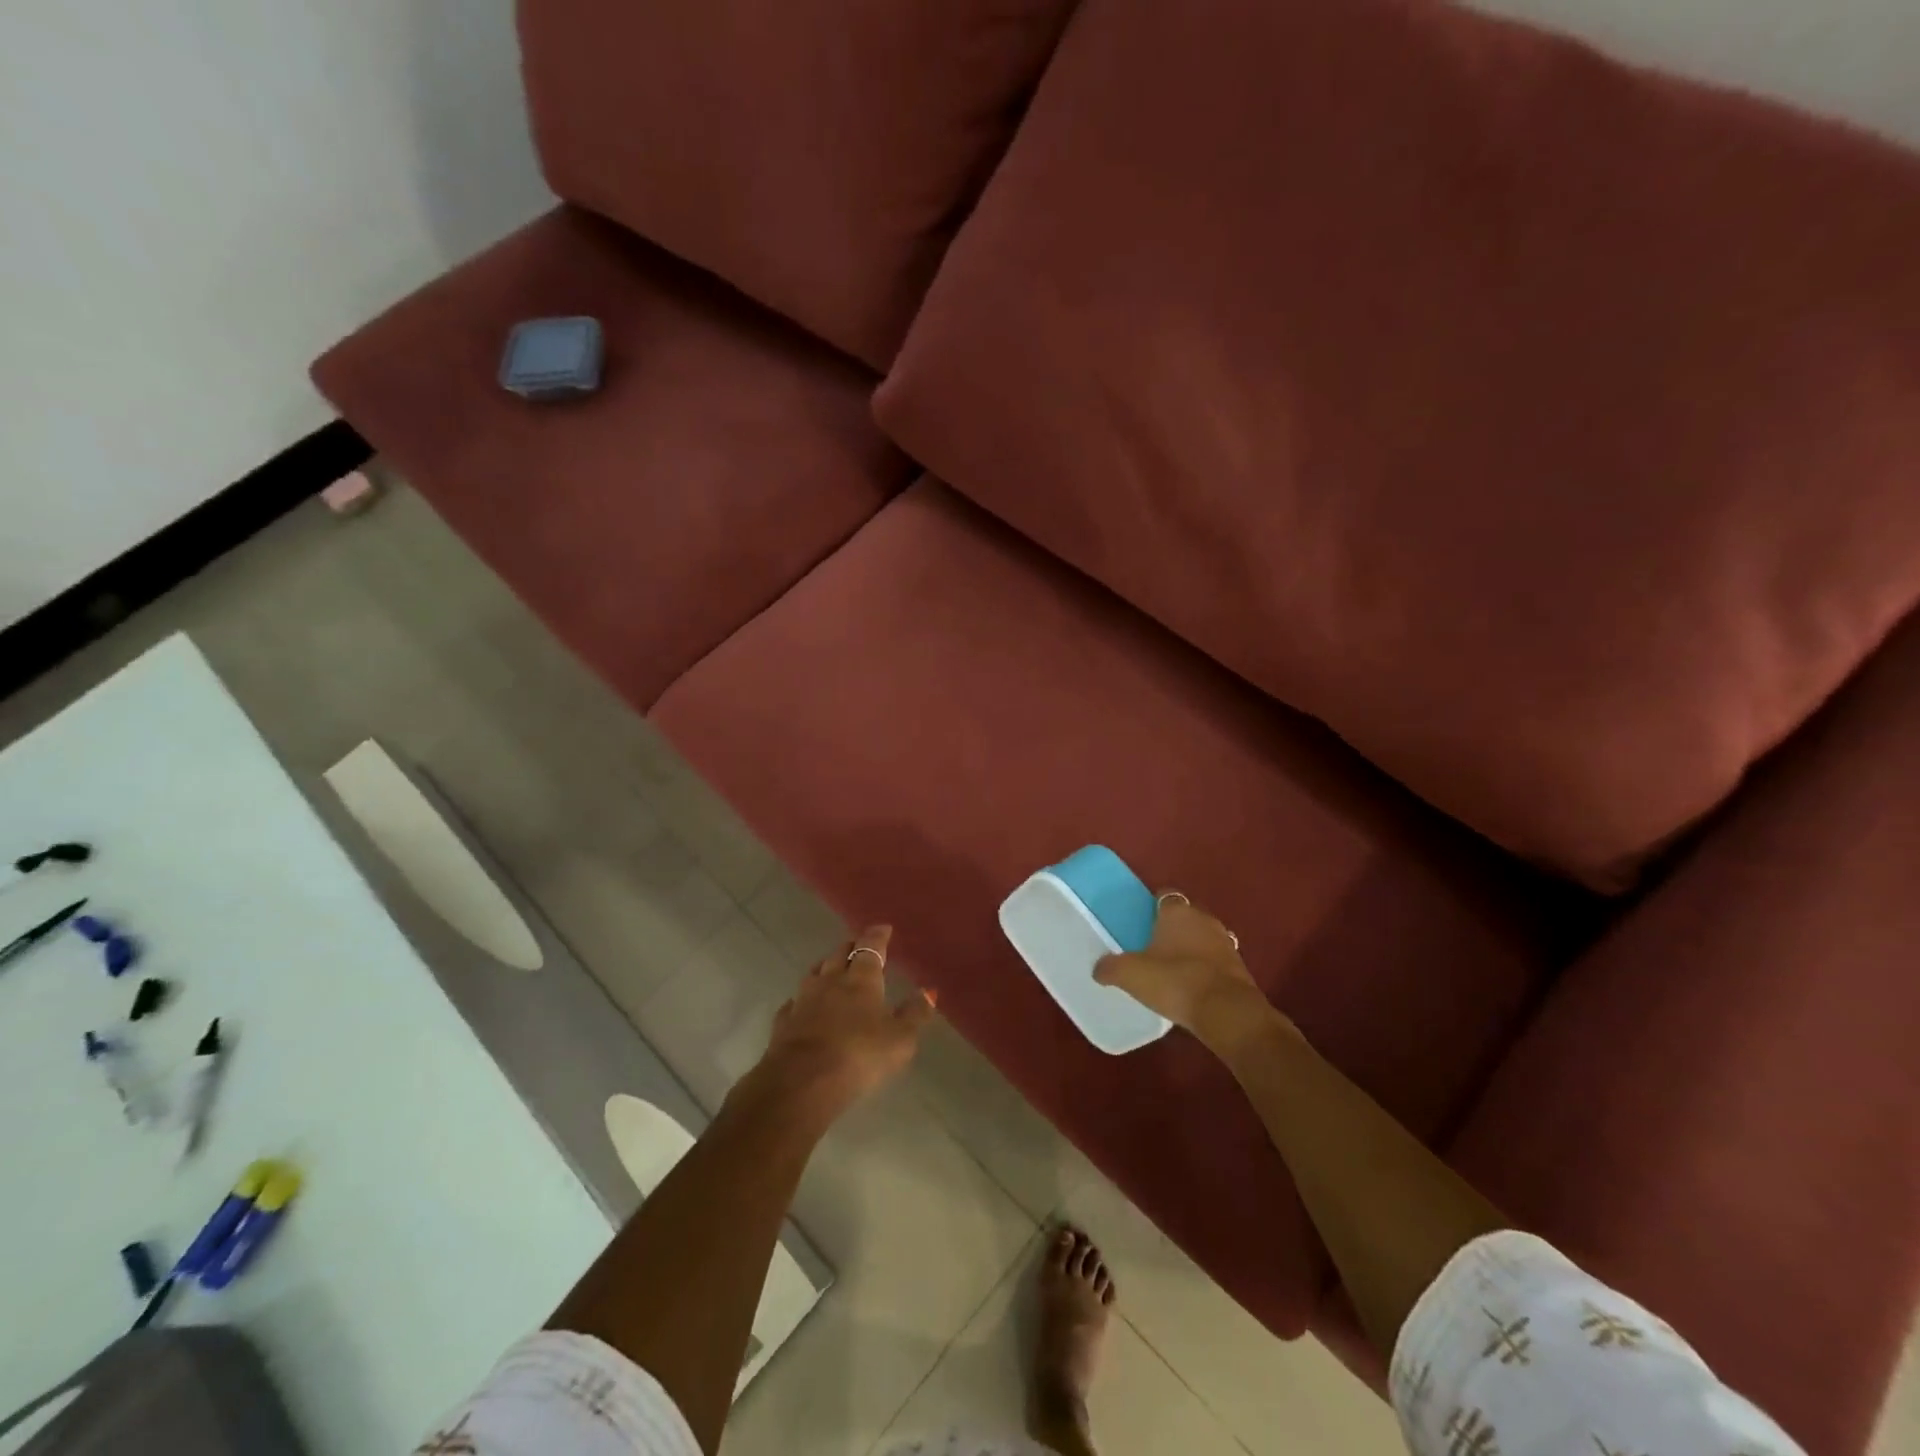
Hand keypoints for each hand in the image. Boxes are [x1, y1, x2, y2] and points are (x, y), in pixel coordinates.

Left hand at [741, 925, 935, 1125]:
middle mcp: (831, 981)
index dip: (877, 936)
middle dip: (851, 947)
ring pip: (815, 974)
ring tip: (832, 967)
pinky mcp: (784, 1023)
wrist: (802, 1081)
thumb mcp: (900, 1038)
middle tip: (859, 945)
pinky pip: (793, 1003)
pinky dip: (801, 1000)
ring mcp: (804, 1001)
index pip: (870, 948)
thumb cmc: (860, 1054)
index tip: (883, 928)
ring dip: (826, 967)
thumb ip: (915, 1014)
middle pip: (840, 955)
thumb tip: (929, 991)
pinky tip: (801, 1005)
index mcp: (862, 979)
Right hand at [1094, 893, 1285, 1056]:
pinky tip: (1192, 986)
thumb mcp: (1131, 974)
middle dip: (1172, 928)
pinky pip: (1216, 961)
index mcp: (1178, 911)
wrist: (1226, 1012)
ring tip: (1172, 967)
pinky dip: (1205, 968)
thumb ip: (1111, 968)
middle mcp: (1205, 919)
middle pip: (1185, 916)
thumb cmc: (1175, 980)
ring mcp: (1226, 943)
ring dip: (1191, 948)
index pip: (1164, 896)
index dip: (1152, 907)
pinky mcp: (1240, 968)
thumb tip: (1098, 969)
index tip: (1141, 921)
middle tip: (1152, 945)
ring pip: (1203, 938)